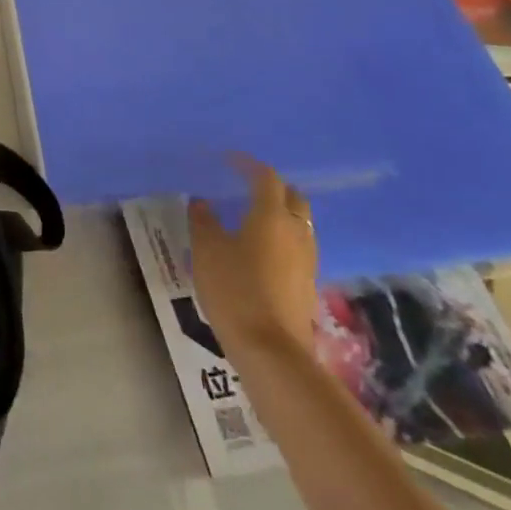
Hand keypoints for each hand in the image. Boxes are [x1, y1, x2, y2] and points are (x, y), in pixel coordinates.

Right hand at [187, 157, 318, 358]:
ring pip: (299, 223)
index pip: (266, 178)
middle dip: (273, 187)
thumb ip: (204, 221)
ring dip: (281, 213)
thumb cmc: (234, 289)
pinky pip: (298, 246)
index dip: (248, 165)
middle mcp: (296, 232)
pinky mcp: (308, 283)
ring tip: (254, 216)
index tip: (230, 160)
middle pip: (293, 198)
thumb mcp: (206, 250)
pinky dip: (282, 237)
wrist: (271, 349)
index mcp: (271, 216)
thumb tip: (202, 203)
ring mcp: (307, 259)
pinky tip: (261, 248)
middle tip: (248, 186)